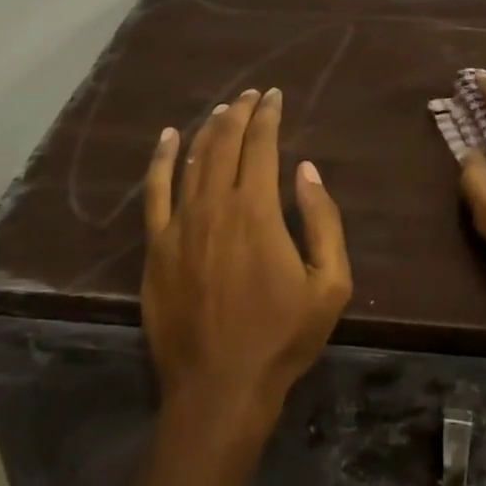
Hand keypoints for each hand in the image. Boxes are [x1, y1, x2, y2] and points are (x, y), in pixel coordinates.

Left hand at [142, 89, 351, 433]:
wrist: (219, 390)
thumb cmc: (281, 337)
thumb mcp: (329, 284)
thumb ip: (322, 220)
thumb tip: (305, 170)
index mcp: (257, 210)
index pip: (261, 144)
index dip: (268, 115)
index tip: (275, 96)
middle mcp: (214, 205)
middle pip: (225, 142)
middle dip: (240, 112)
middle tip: (252, 95)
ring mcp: (179, 224)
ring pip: (193, 159)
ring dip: (209, 128)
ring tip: (223, 110)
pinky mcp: (156, 247)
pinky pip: (155, 191)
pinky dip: (162, 159)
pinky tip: (169, 138)